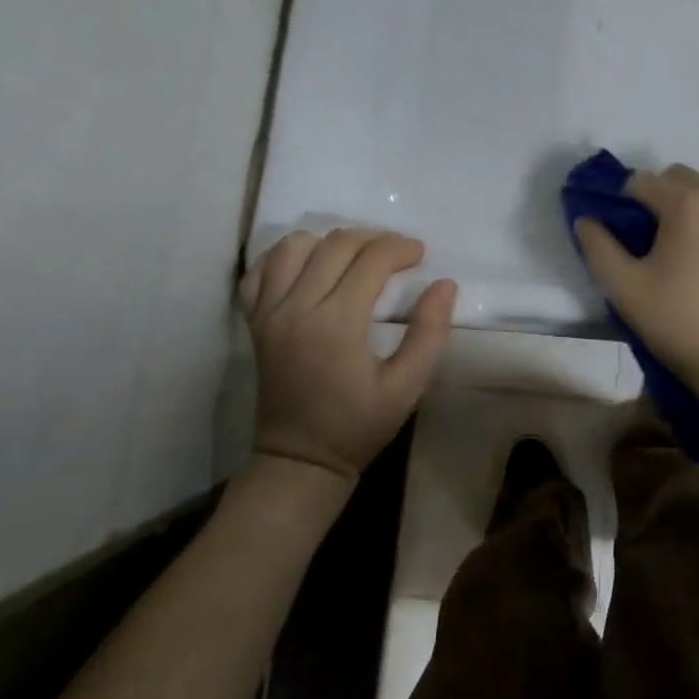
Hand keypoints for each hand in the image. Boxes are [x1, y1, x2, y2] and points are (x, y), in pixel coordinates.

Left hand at [239, 229, 455, 482]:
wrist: (301, 460)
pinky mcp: (254, 321)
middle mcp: (297, 308)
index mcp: (336, 324)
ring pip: (293, 246)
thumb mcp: (408, 387)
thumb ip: (429, 333)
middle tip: (398, 252)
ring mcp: (268, 312)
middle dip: (373, 238)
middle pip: (335, 244)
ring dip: (329, 242)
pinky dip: (285, 258)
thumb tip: (444, 284)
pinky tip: (310, 268)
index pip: (371, 260)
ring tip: (355, 257)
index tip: (420, 254)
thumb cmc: (359, 425)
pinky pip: (260, 270)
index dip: (401, 248)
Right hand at [574, 163, 698, 387]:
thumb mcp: (623, 288)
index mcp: (685, 205)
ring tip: (691, 255)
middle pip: (683, 179)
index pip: (644, 181)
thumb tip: (586, 219)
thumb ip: (598, 247)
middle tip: (655, 239)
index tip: (624, 231)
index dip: (626, 200)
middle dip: (663, 196)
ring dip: (696, 213)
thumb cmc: (678, 322)